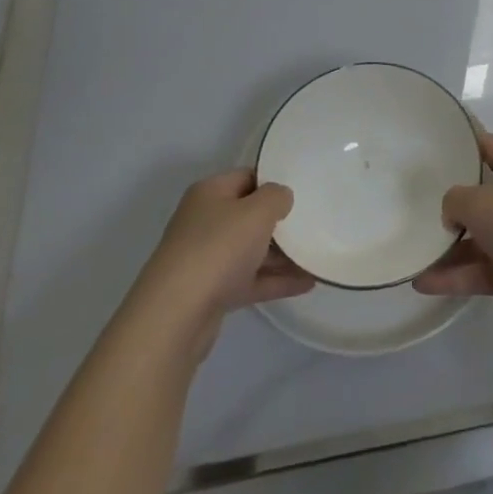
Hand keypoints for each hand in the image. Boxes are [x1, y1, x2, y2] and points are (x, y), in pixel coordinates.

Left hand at [129, 170, 313, 356]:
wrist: (175, 316)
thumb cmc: (218, 248)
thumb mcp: (256, 211)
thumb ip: (276, 197)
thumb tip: (281, 198)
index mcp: (210, 193)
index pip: (247, 177)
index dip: (274, 182)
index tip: (302, 191)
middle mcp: (205, 221)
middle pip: (249, 215)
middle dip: (280, 221)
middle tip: (313, 223)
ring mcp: (207, 259)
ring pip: (251, 250)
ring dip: (283, 255)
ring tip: (317, 256)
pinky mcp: (212, 292)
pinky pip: (251, 279)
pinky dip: (276, 280)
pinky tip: (307, 283)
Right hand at [412, 133, 492, 337]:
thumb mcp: (478, 200)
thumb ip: (455, 200)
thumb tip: (452, 214)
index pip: (490, 146)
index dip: (466, 142)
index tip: (438, 144)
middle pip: (481, 195)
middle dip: (452, 202)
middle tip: (417, 202)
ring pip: (477, 239)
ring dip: (447, 247)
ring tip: (413, 251)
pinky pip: (478, 271)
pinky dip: (453, 276)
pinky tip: (422, 282)